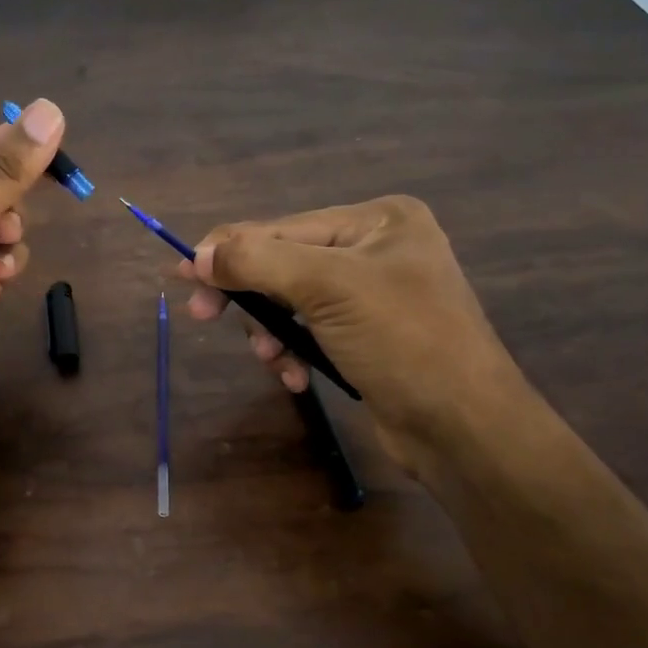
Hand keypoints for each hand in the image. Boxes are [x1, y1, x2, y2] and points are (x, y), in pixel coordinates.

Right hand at [182, 195, 528, 465]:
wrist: (465, 428)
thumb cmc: (402, 341)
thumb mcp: (327, 288)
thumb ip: (258, 261)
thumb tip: (198, 254)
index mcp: (378, 220)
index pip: (284, 227)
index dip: (230, 250)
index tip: (183, 275)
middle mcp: (377, 248)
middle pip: (285, 263)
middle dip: (252, 297)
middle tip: (203, 316)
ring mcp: (376, 294)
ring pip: (293, 301)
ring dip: (272, 331)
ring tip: (271, 360)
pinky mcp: (370, 337)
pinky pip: (312, 330)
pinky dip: (295, 351)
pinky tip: (295, 376)